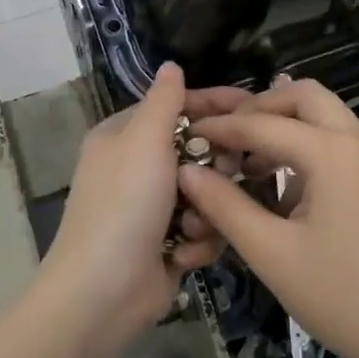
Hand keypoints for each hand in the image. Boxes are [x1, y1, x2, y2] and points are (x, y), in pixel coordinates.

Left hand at [39, 63, 241, 345]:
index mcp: (124, 137)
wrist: (102, 293)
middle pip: (198, 150)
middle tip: (226, 174)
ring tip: (194, 224)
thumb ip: (165, 100)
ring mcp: (153, 208)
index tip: (256, 106)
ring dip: (206, 210)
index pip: (177, 107)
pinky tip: (183, 254)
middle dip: (214, 166)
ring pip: (207, 192)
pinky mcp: (168, 243)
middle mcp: (137, 167)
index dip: (215, 104)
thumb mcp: (144, 140)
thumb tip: (171, 64)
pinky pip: (204, 228)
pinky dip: (198, 241)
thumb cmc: (124, 205)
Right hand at [179, 80, 358, 357]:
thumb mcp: (271, 252)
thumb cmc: (340, 295)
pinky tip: (281, 185)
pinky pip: (337, 141)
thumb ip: (225, 206)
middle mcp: (357, 141)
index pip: (264, 124)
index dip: (222, 128)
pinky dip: (306, 145)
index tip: (189, 134)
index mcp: (332, 152)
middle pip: (304, 96)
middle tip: (228, 136)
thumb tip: (187, 172)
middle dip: (261, 108)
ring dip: (284, 124)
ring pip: (324, 116)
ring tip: (247, 159)